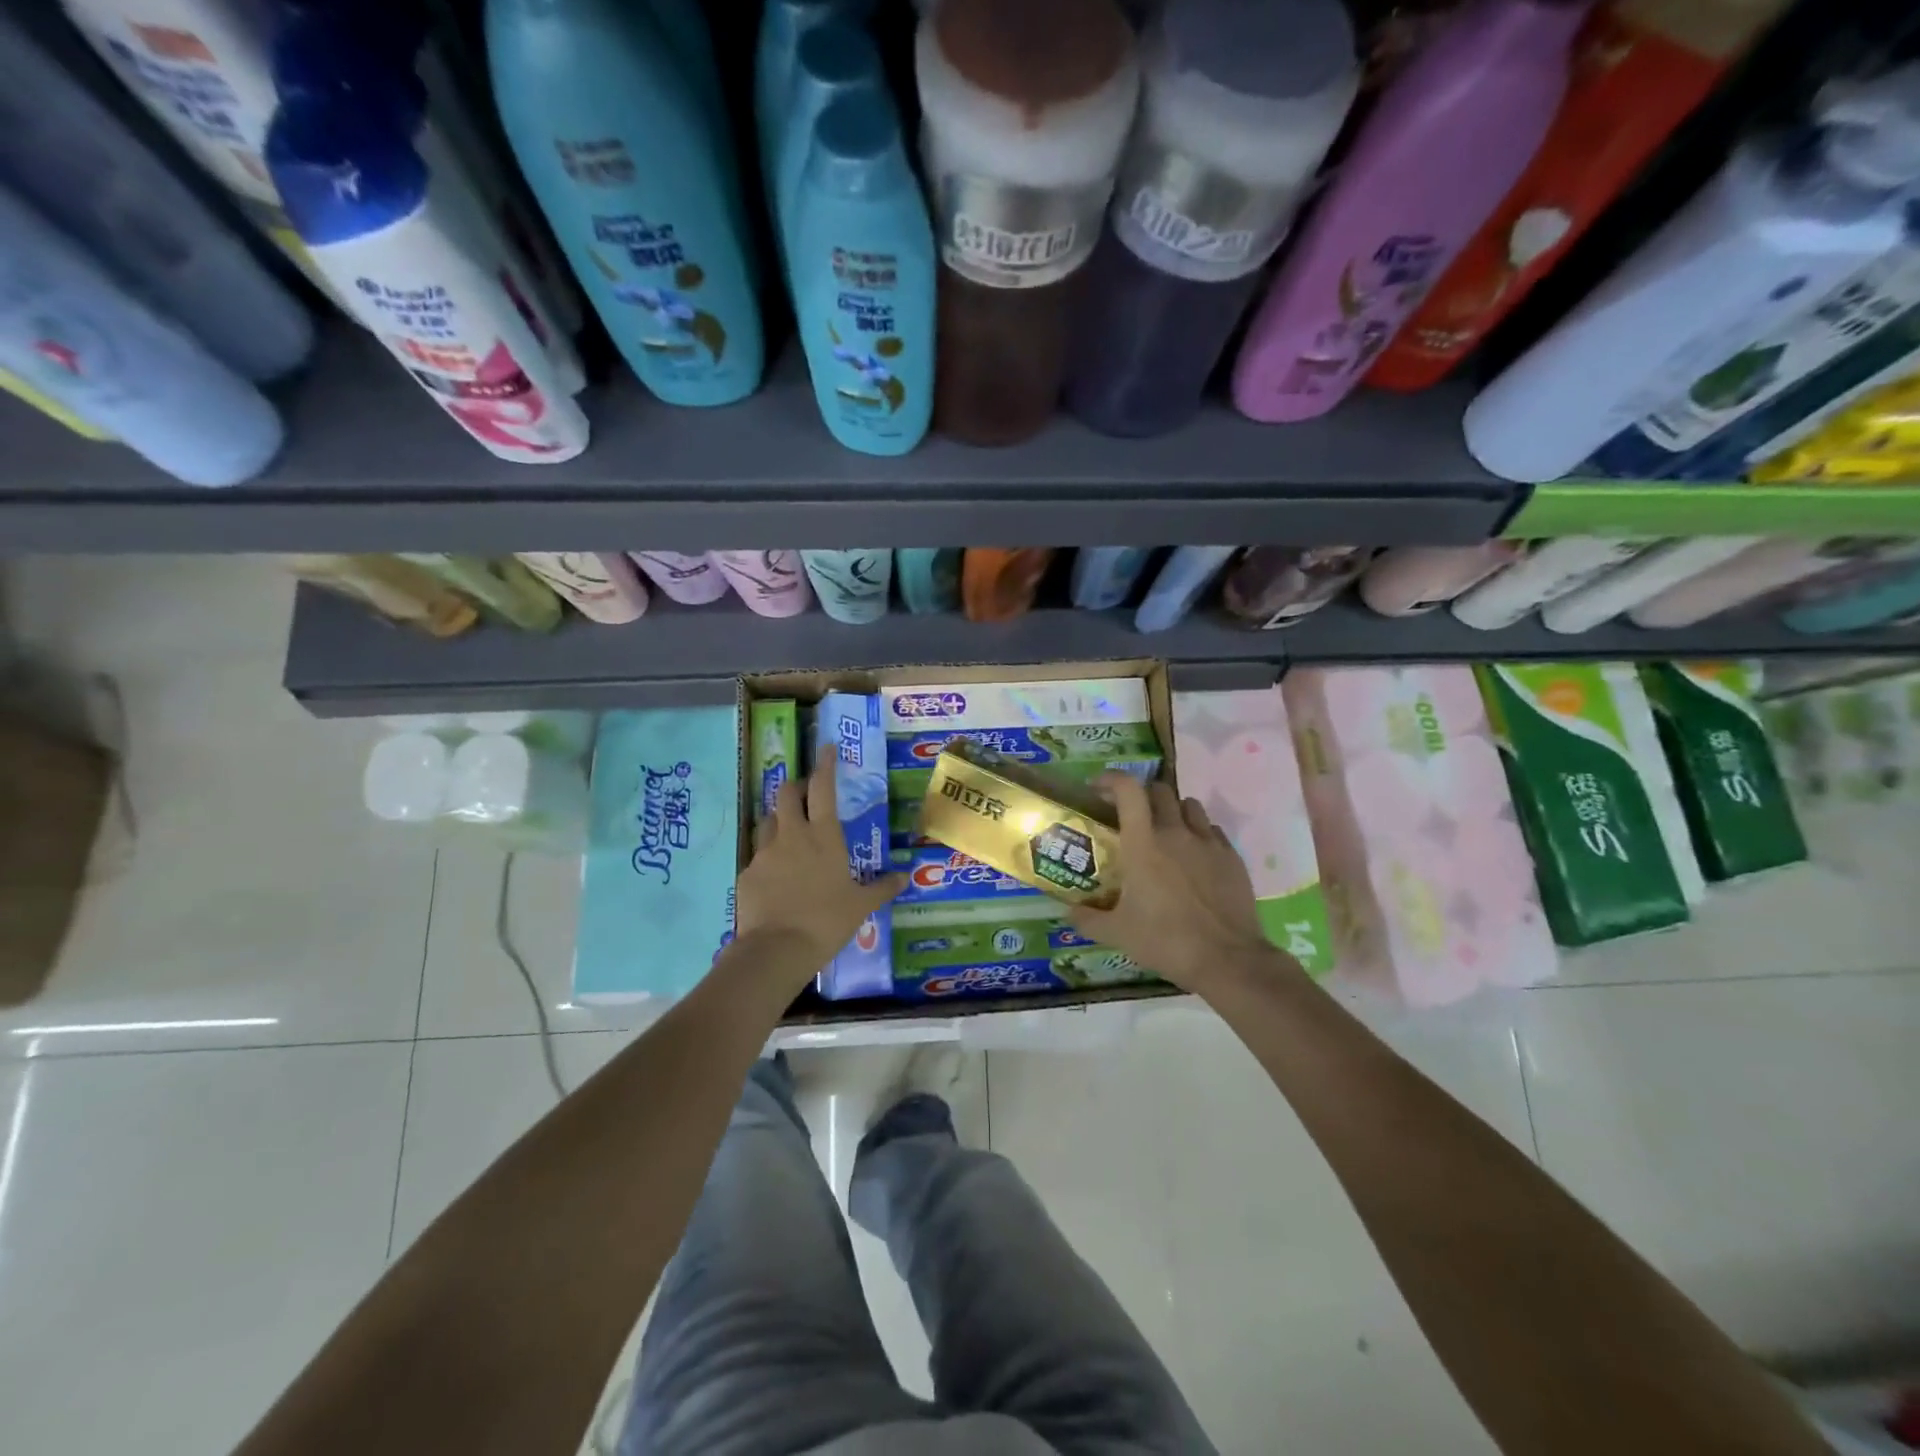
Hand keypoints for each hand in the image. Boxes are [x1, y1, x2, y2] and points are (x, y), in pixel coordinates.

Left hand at [734, 754, 906, 984]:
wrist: (777, 949)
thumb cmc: (827, 921)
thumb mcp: (861, 905)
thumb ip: (882, 887)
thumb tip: (906, 876)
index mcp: (823, 836)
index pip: (822, 788)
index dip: (825, 765)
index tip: (826, 748)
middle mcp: (792, 835)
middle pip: (786, 794)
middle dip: (795, 788)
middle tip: (805, 795)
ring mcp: (765, 853)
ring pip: (767, 821)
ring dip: (778, 819)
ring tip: (789, 833)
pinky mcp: (747, 873)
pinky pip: (757, 855)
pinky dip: (767, 857)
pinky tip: (775, 875)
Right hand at [1069, 773, 1297, 996]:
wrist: (1227, 959)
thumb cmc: (1165, 941)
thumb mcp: (1118, 933)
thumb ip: (1088, 919)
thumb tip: (1068, 913)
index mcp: (1143, 844)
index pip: (1128, 790)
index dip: (1111, 779)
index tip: (1099, 788)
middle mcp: (1176, 832)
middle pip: (1159, 791)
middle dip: (1142, 796)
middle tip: (1132, 816)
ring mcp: (1208, 842)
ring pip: (1189, 805)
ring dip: (1173, 811)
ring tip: (1166, 832)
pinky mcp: (1232, 857)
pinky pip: (1212, 830)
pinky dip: (1199, 833)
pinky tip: (1195, 857)